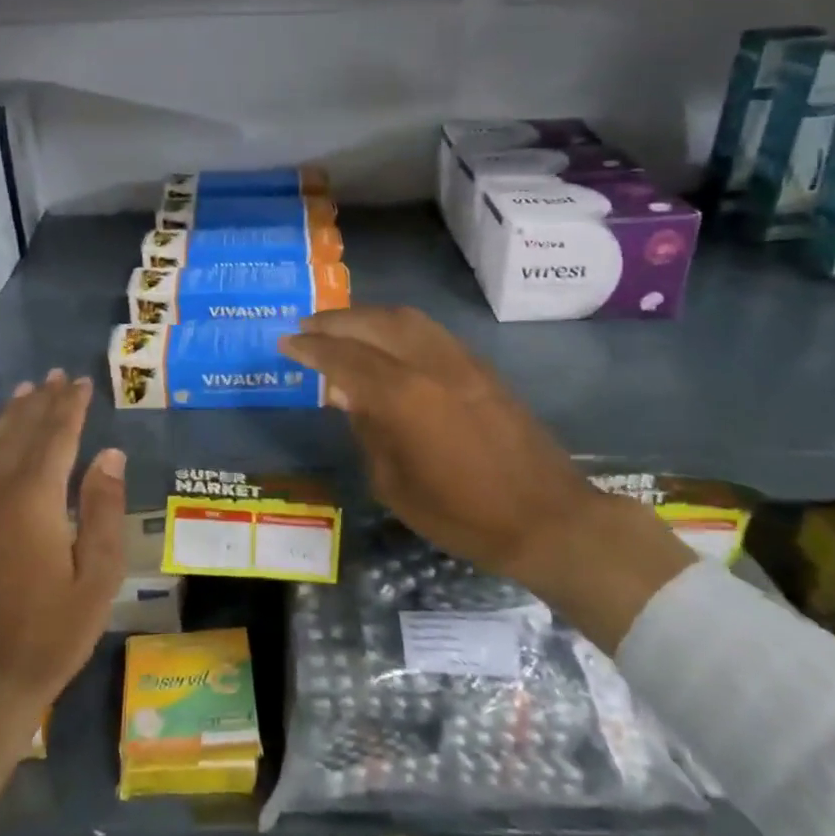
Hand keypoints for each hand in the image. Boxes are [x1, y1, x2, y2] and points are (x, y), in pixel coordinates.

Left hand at [0, 371, 126, 817]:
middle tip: (56, 376)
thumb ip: (103, 510)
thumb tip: (109, 454)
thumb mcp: (97, 579)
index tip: (82, 382)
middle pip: (20, 433)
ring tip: (26, 393)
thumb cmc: (48, 635)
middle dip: (42, 403)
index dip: (71, 407)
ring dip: (9, 417)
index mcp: (33, 499)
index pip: (56, 436)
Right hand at [279, 307, 694, 650]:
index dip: (311, 348)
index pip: (344, 358)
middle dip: (335, 321)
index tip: (285, 342)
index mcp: (403, 397)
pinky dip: (397, 326)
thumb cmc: (463, 516)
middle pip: (374, 323)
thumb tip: (347, 395)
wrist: (548, 519)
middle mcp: (431, 365)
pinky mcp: (482, 368)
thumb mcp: (395, 485)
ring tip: (341, 327)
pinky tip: (386, 342)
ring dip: (367, 316)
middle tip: (306, 327)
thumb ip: (367, 430)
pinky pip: (429, 332)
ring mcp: (461, 362)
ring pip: (406, 318)